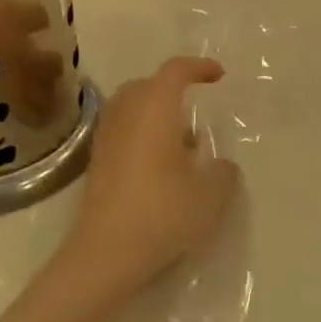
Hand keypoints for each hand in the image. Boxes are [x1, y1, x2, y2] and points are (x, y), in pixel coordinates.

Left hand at [60, 57, 239, 300]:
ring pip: (130, 108)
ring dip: (155, 113)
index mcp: (155, 110)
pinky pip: (122, 131)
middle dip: (172, 88)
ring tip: (181, 142)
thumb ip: (223, 174)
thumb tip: (222, 165)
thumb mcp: (210, 197)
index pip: (175, 72)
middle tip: (195, 106)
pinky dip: (141, 134)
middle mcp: (126, 116)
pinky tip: (161, 166)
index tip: (218, 76)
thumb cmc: (162, 214)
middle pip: (146, 85)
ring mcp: (106, 139)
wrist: (105, 254)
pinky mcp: (97, 164)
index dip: (198, 67)